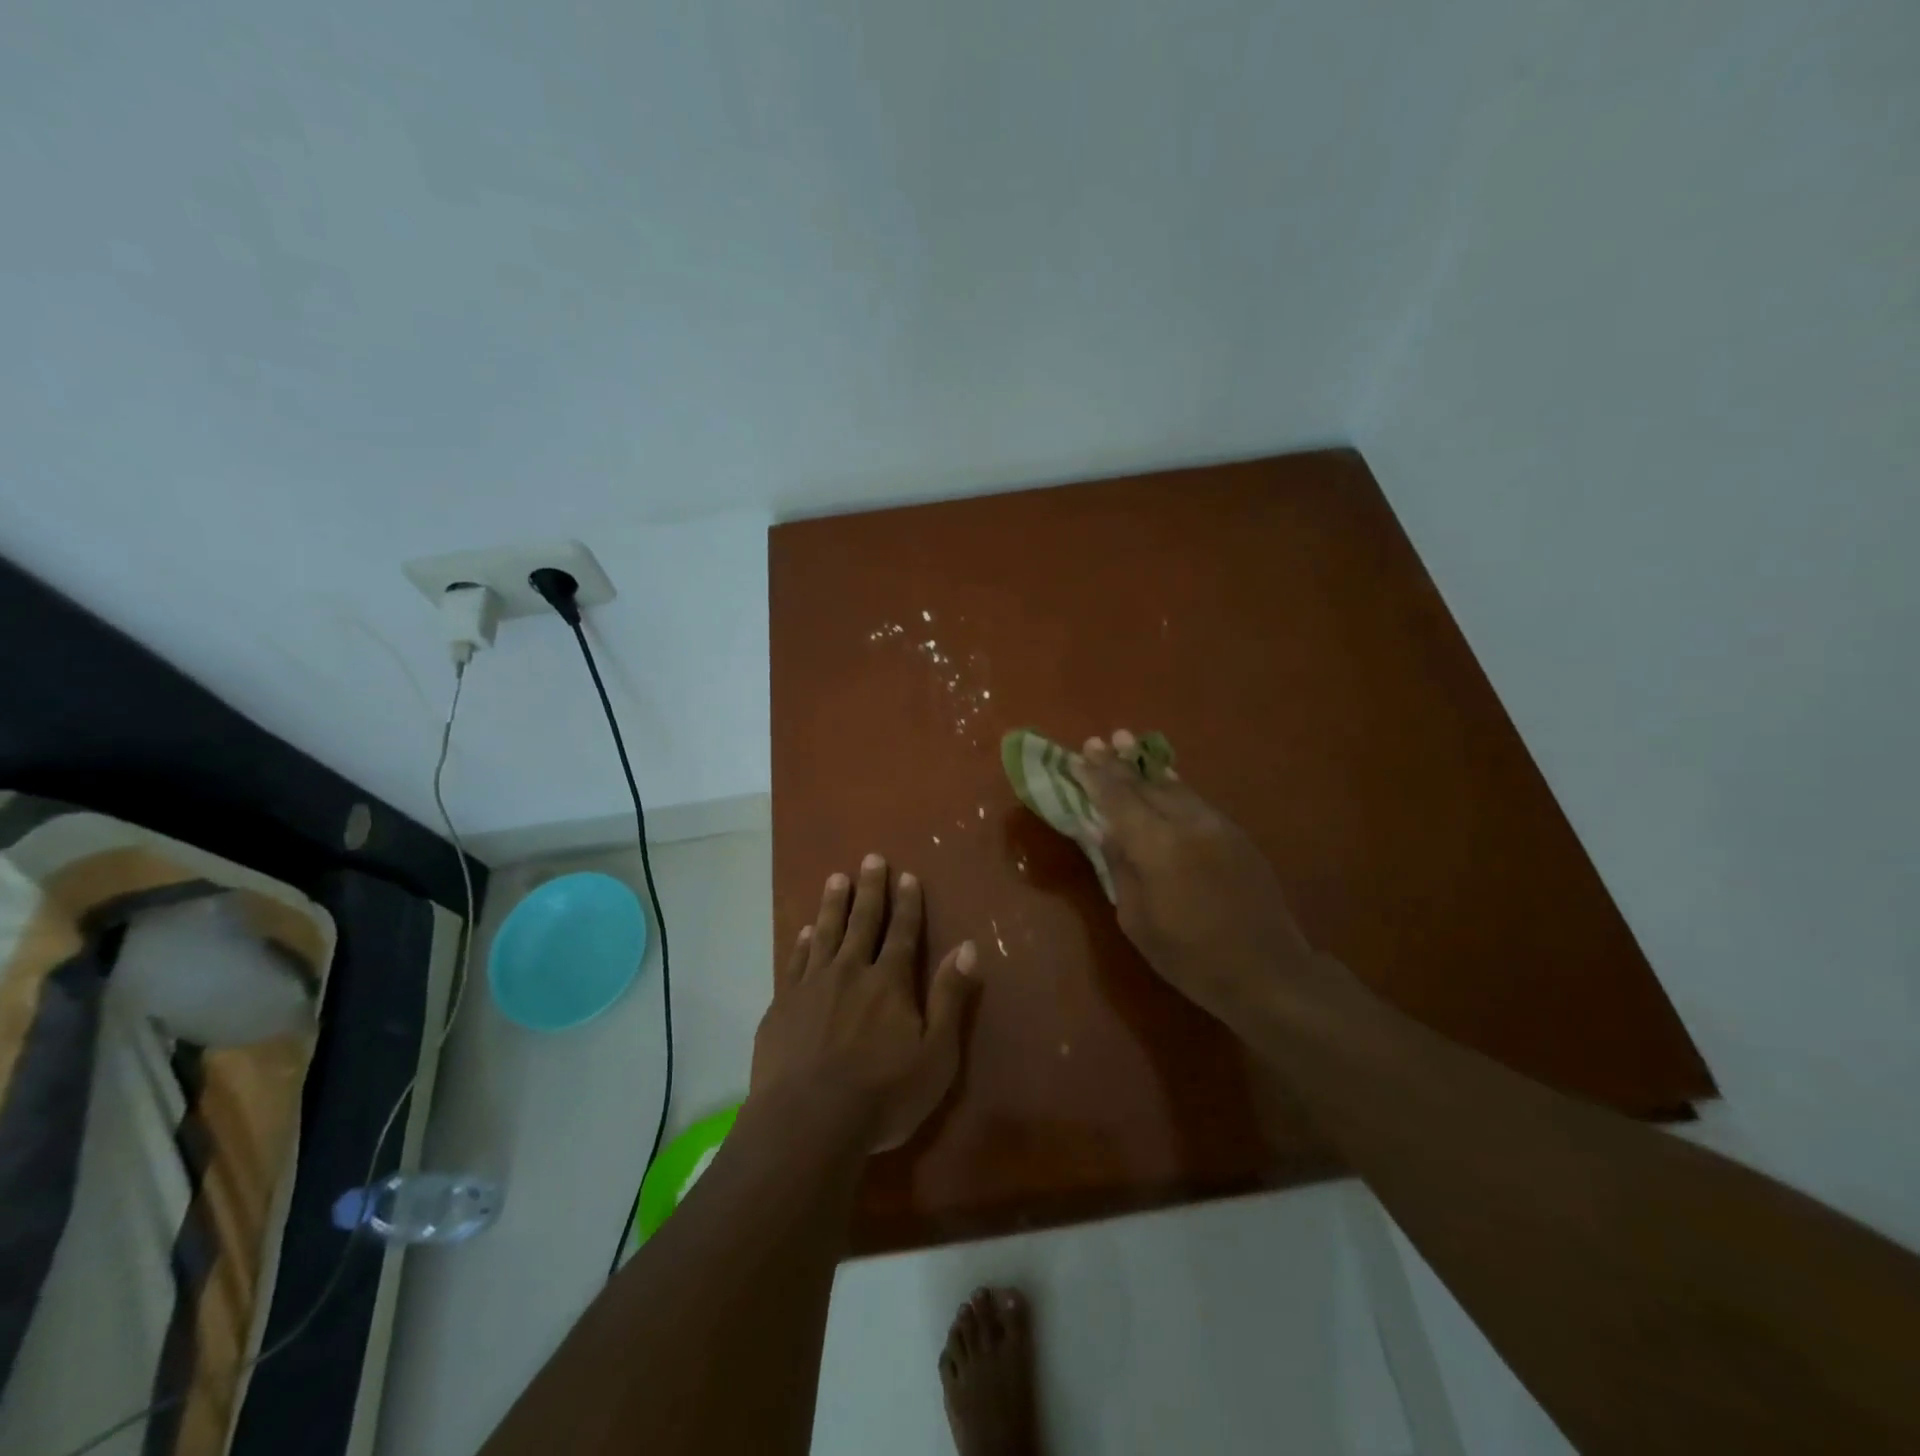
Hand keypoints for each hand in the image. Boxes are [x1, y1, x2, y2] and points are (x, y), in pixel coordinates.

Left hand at [750, 854, 979, 1152]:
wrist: (806, 1123)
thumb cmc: (881, 1095)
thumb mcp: (935, 1055)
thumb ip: (950, 998)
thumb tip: (967, 948)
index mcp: (889, 982)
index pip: (903, 933)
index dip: (907, 903)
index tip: (906, 875)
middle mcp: (851, 972)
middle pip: (863, 922)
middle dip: (870, 889)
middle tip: (871, 858)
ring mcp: (812, 986)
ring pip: (825, 933)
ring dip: (833, 904)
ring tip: (836, 878)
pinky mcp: (782, 1006)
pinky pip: (795, 963)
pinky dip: (802, 943)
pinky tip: (804, 932)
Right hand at [1072, 730, 1335, 1033]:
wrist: (1267, 972)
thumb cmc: (1190, 957)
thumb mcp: (1137, 921)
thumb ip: (1120, 867)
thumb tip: (1104, 830)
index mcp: (1157, 846)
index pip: (1118, 799)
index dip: (1095, 777)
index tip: (1078, 756)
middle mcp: (1187, 823)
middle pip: (1144, 785)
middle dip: (1117, 764)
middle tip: (1097, 742)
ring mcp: (1216, 825)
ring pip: (1173, 787)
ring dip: (1146, 767)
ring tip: (1125, 742)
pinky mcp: (1235, 834)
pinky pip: (1195, 800)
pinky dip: (1173, 785)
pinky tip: (1164, 778)